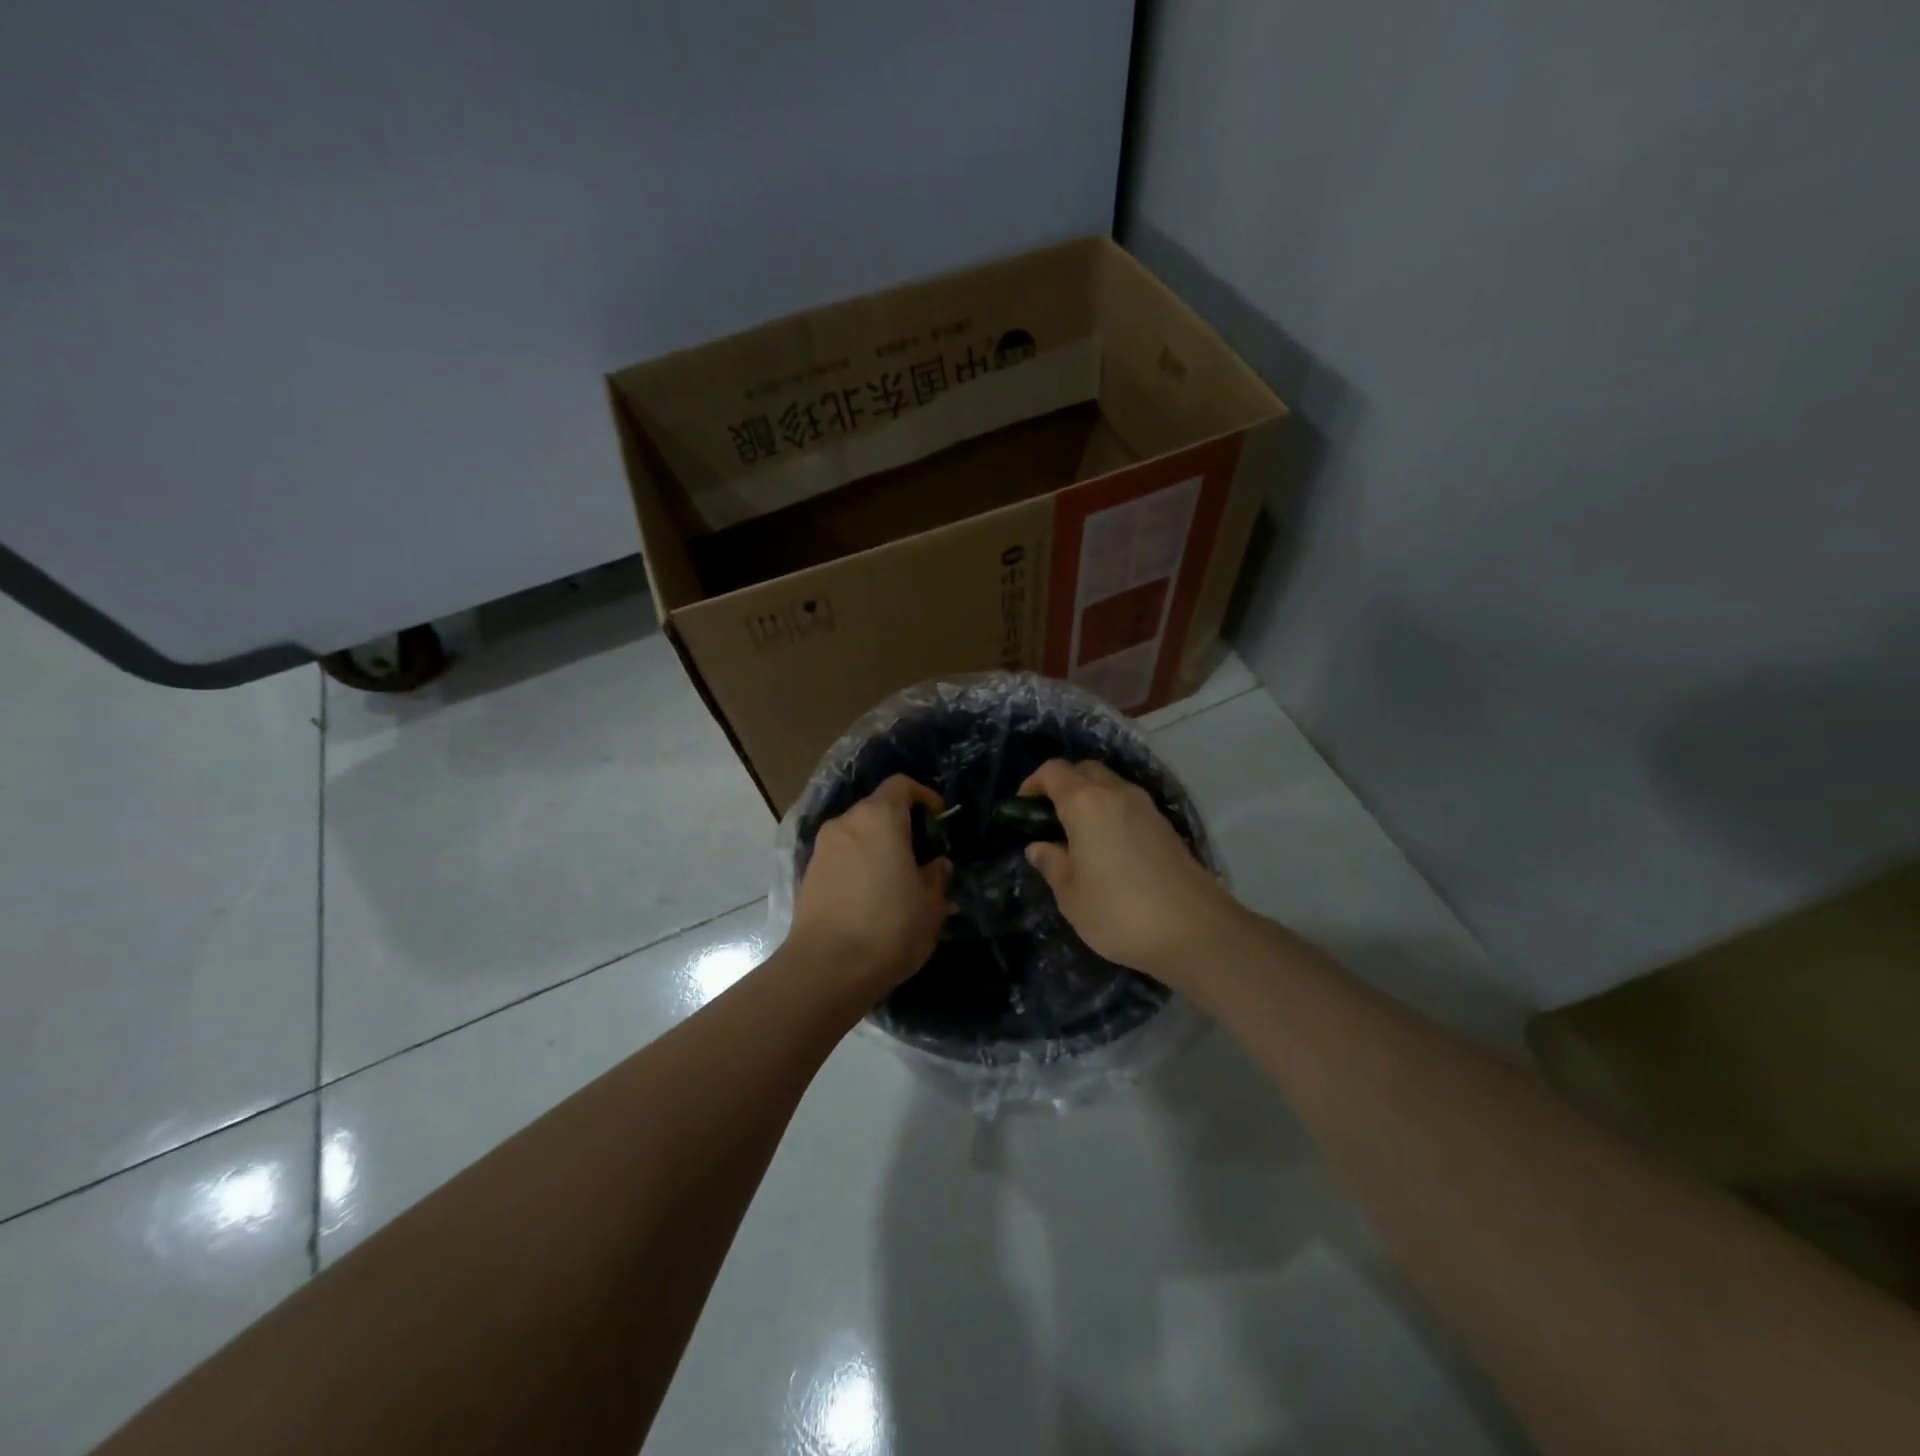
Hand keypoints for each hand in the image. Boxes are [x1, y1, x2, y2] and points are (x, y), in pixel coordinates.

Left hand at [788, 775, 952, 1001]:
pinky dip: (858, 866)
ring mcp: (823, 848)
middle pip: (877, 809)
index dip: (923, 795)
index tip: (938, 819)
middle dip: (900, 825)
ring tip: (896, 881)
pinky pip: (841, 857)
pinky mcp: (807, 874)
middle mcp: (847, 822)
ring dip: (877, 847)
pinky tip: (870, 898)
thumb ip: (936, 877)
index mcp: (880, 818)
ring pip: (857, 834)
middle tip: (920, 855)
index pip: (901, 785)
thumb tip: (937, 865)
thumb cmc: (889, 927)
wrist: (826, 968)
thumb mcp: (930, 905)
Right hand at [1020, 759, 1246, 986]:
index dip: (1033, 783)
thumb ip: (1051, 863)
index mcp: (1086, 803)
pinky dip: (1112, 813)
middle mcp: (1117, 793)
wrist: (1194, 930)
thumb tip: (1039, 846)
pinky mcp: (1166, 826)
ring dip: (1090, 799)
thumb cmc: (1119, 911)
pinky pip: (1129, 805)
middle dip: (1063, 785)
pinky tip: (1109, 849)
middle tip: (1050, 820)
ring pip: (1110, 785)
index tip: (1023, 809)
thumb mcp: (1070, 894)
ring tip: (1078, 836)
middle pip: (1084, 770)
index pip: (1053, 771)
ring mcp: (1146, 807)